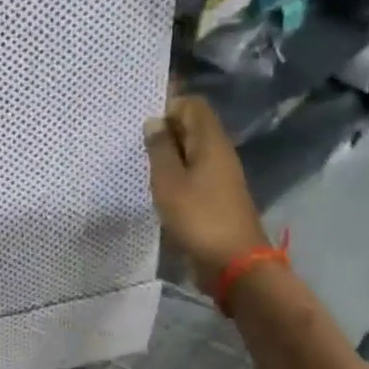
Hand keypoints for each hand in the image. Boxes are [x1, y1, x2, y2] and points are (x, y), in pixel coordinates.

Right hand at [145, 95, 268, 279]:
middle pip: (192, 127)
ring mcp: (219, 176)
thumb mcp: (169, 181)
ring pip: (190, 151)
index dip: (168, 106)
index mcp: (211, 142)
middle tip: (134, 142)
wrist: (234, 264)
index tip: (142, 122)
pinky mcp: (215, 196)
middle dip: (164, 130)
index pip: (193, 105)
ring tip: (139, 163)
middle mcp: (219, 153)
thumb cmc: (199, 217)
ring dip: (167, 154)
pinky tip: (155, 186)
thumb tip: (154, 121)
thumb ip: (159, 149)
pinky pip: (192, 173)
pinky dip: (174, 174)